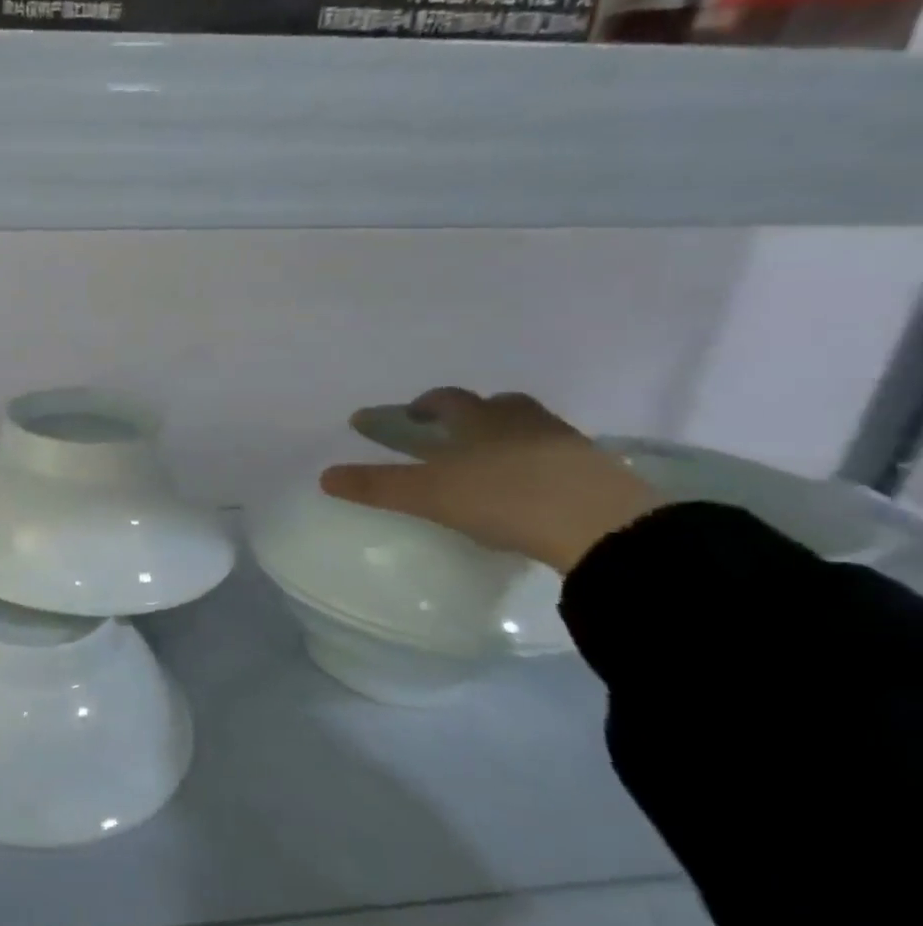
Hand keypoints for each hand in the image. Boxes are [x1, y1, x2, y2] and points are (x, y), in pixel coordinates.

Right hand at [319, 388, 661, 573]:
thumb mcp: (427, 495)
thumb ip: (377, 486)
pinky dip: (537, 464)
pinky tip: (531, 487)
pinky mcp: (598, 471)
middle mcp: (519, 420)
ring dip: (505, 437)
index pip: (442, 400)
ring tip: (490, 462)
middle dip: (466, 415)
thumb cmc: (502, 498)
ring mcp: (563, 442)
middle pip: (492, 405)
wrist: (601, 525)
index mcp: (477, 419)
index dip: (415, 408)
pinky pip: (557, 456)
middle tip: (448, 435)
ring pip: (527, 428)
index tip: (398, 418)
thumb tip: (324, 476)